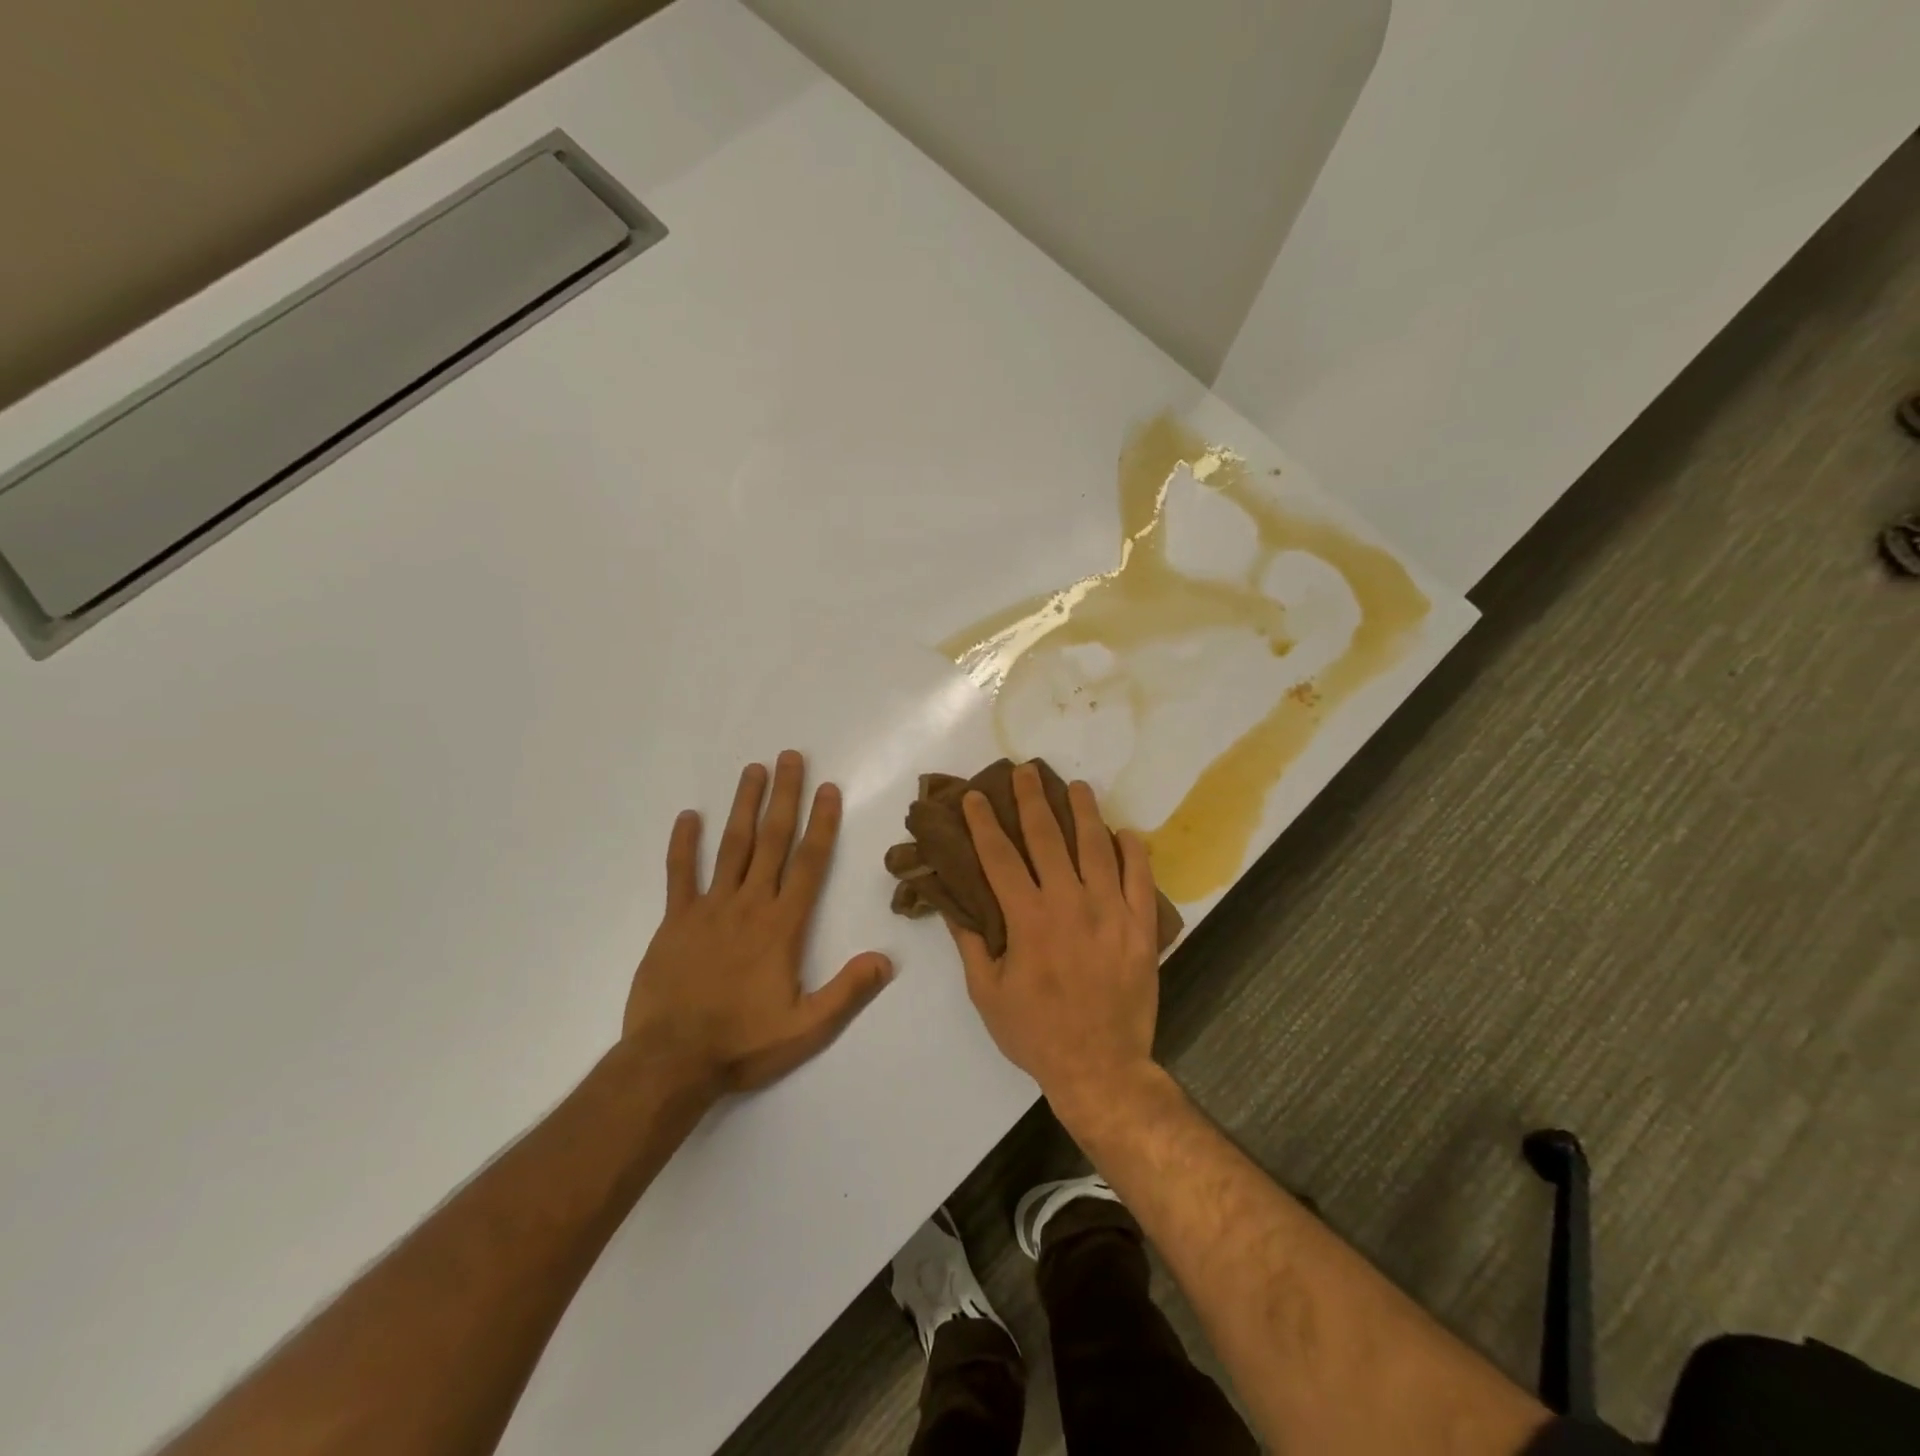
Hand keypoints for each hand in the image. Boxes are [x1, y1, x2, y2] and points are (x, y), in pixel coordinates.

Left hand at [624, 751, 893, 1093]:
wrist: (670, 1062)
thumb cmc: (743, 1043)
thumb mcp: (807, 1028)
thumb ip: (847, 991)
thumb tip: (886, 960)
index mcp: (782, 925)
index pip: (809, 863)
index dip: (821, 823)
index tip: (828, 789)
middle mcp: (749, 905)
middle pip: (771, 840)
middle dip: (783, 797)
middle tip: (789, 757)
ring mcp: (708, 909)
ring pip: (730, 846)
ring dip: (743, 805)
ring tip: (753, 770)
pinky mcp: (675, 921)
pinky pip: (679, 874)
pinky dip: (683, 844)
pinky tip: (688, 816)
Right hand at [950, 763, 1163, 1114]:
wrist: (1101, 1068)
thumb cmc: (1036, 1033)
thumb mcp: (988, 994)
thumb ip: (972, 943)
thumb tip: (953, 903)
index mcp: (1028, 918)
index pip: (1000, 856)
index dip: (985, 822)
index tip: (976, 796)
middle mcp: (1069, 902)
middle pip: (1047, 837)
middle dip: (1032, 799)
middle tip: (1026, 771)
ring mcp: (1110, 911)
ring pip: (1096, 847)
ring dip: (1084, 812)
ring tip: (1076, 787)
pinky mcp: (1141, 926)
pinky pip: (1141, 878)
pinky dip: (1134, 851)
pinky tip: (1126, 833)